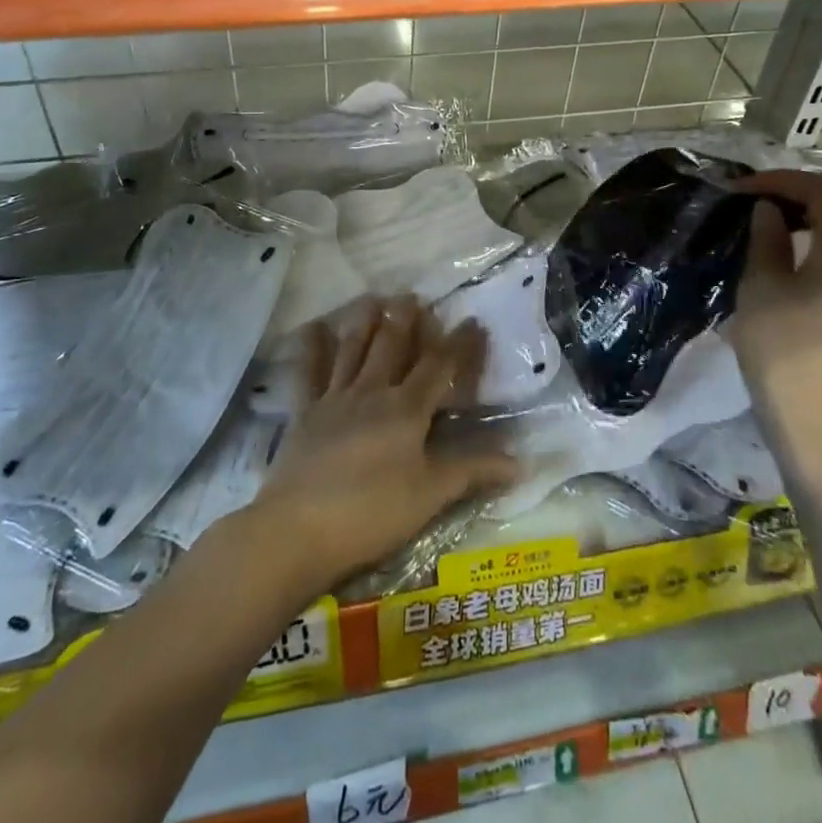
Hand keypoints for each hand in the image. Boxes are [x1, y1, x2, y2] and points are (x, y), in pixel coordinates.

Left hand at [242, 297, 516, 595]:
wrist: (300, 528)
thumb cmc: (372, 512)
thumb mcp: (430, 495)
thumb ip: (472, 471)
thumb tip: (521, 462)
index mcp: (406, 409)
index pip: (439, 366)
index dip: (458, 344)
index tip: (472, 321)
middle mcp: (372, 391)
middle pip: (392, 346)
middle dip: (405, 319)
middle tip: (411, 294)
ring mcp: (335, 398)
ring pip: (353, 349)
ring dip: (364, 322)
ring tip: (372, 297)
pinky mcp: (305, 412)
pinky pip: (308, 372)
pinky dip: (311, 348)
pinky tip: (312, 327)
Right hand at [726, 169, 821, 495]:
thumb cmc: (786, 355)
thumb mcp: (761, 290)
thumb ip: (765, 241)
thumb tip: (767, 209)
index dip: (779, 180)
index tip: (739, 190)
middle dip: (809, 191)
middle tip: (766, 200)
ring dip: (821, 214)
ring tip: (775, 222)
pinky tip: (793, 254)